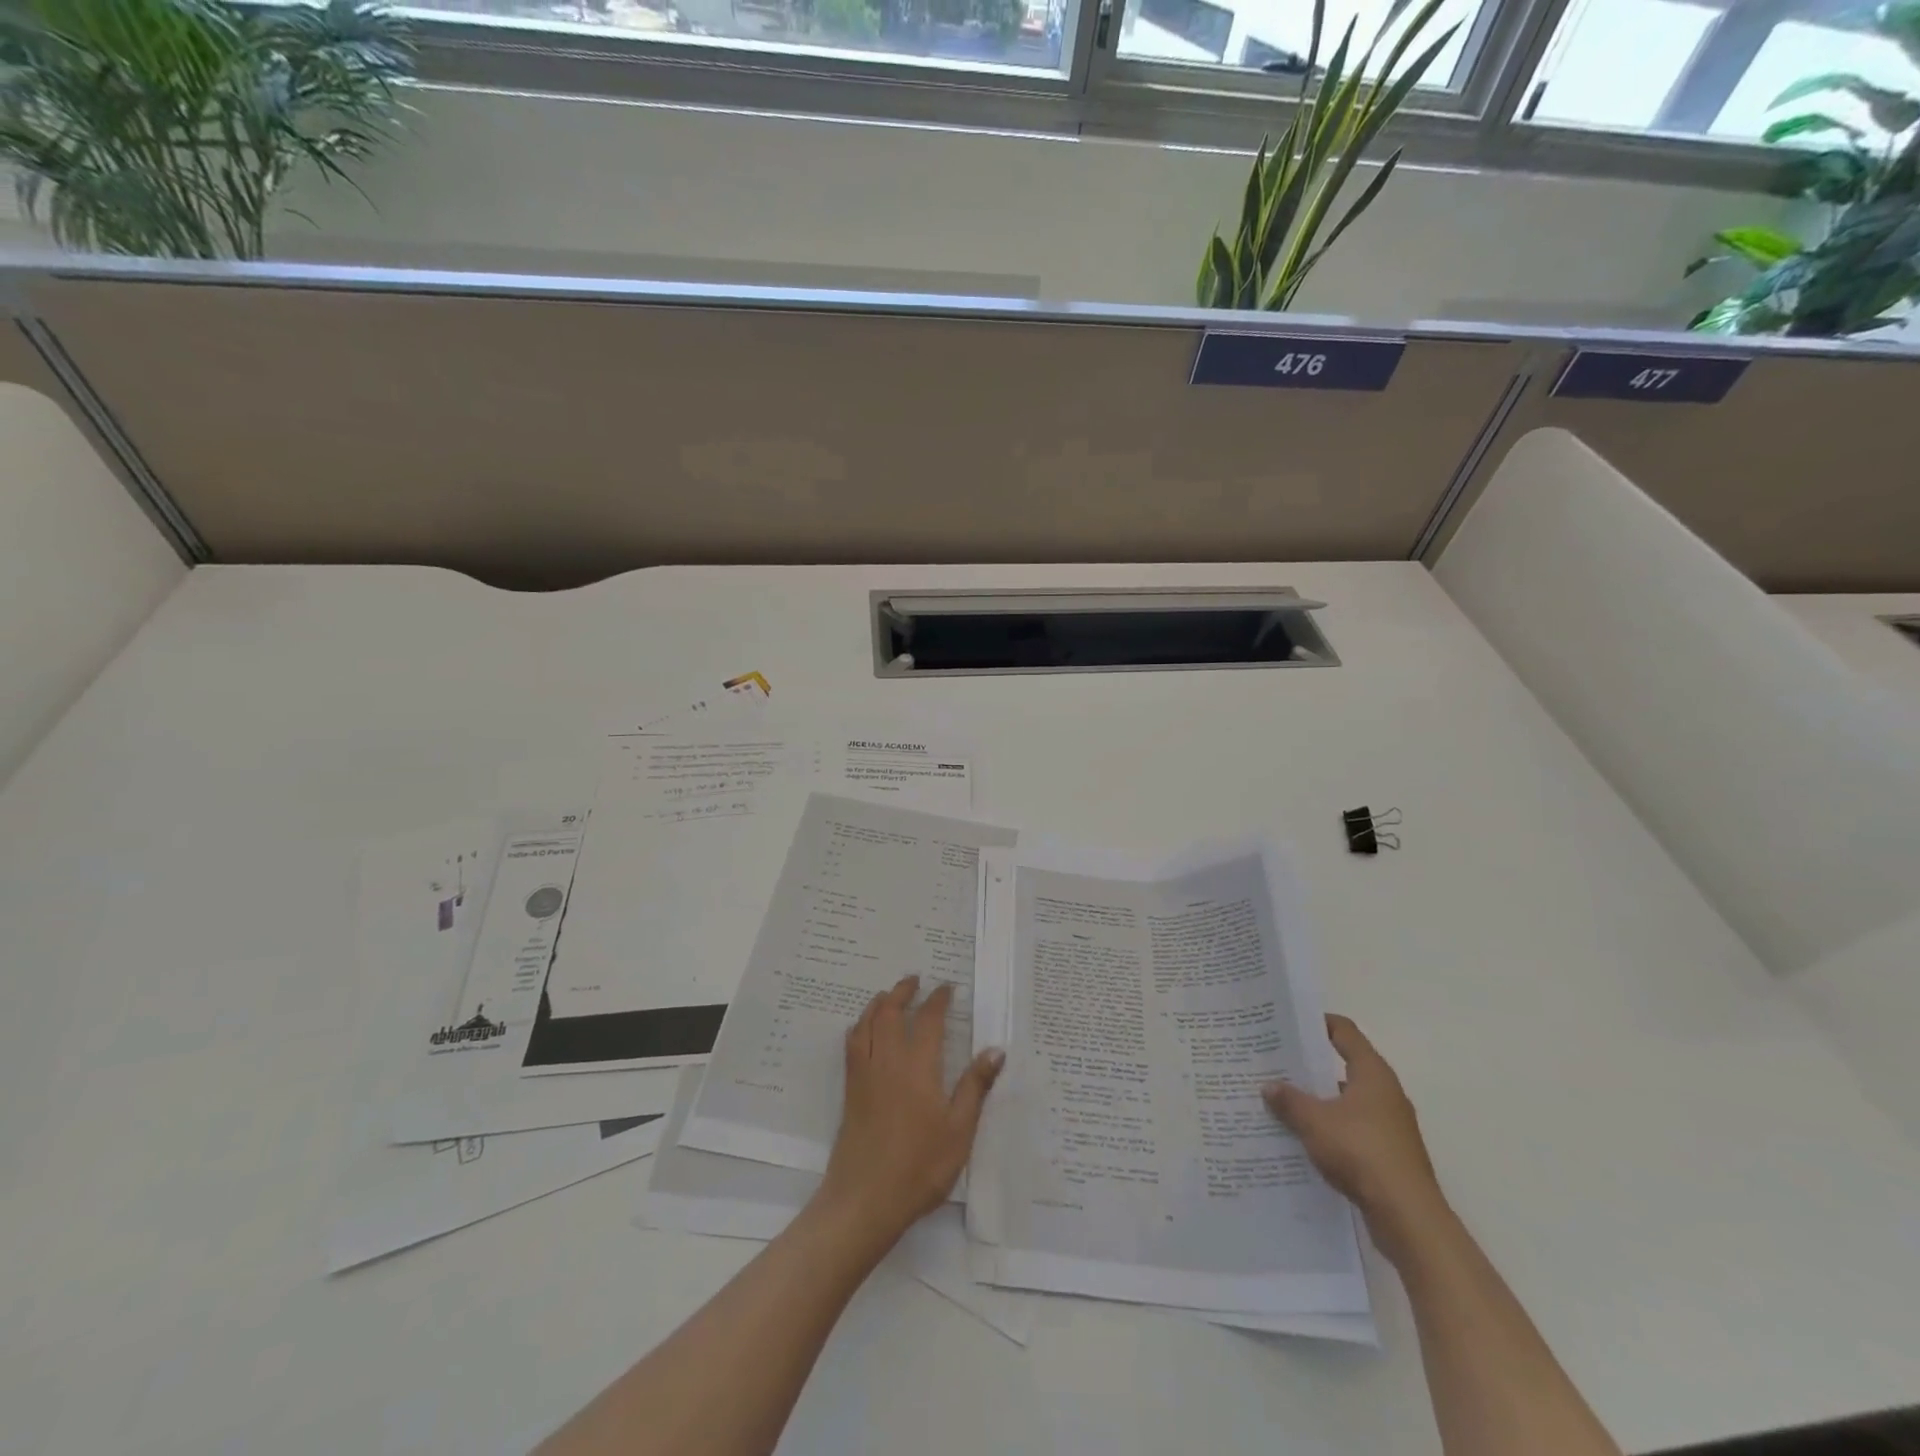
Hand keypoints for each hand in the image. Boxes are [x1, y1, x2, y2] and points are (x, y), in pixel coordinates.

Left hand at [819, 975, 1004, 1246]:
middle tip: (915, 980)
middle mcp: (888, 1061)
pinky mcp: (851, 1091)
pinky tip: (864, 1030)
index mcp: (918, 1067)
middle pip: (891, 1012)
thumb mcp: (959, 1131)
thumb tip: (996, 1049)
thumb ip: (975, 1087)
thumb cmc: (919, 1167)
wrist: (865, 1200)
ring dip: (879, 1003)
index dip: (938, 1000)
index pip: (928, 1020)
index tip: (947, 987)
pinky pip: (852, 1044)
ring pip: (867, 1024)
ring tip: (889, 995)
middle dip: (903, 991)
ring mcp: (865, 1075)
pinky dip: (860, 1026)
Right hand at [1263, 1014, 1447, 1261]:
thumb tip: (1269, 1086)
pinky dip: (1330, 1127)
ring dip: (1319, 1099)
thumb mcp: (1314, 1121)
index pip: (1344, 1031)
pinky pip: (1352, 1128)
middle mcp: (1385, 1092)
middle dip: (1310, 1064)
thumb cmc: (1361, 1151)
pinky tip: (1303, 1136)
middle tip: (1276, 1061)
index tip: (1288, 1023)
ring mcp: (1389, 1125)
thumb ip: (1289, 1100)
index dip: (1317, 1022)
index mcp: (1372, 1073)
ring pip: (1347, 1100)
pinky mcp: (1388, 1153)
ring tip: (1282, 1099)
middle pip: (1344, 1065)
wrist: (1407, 1216)